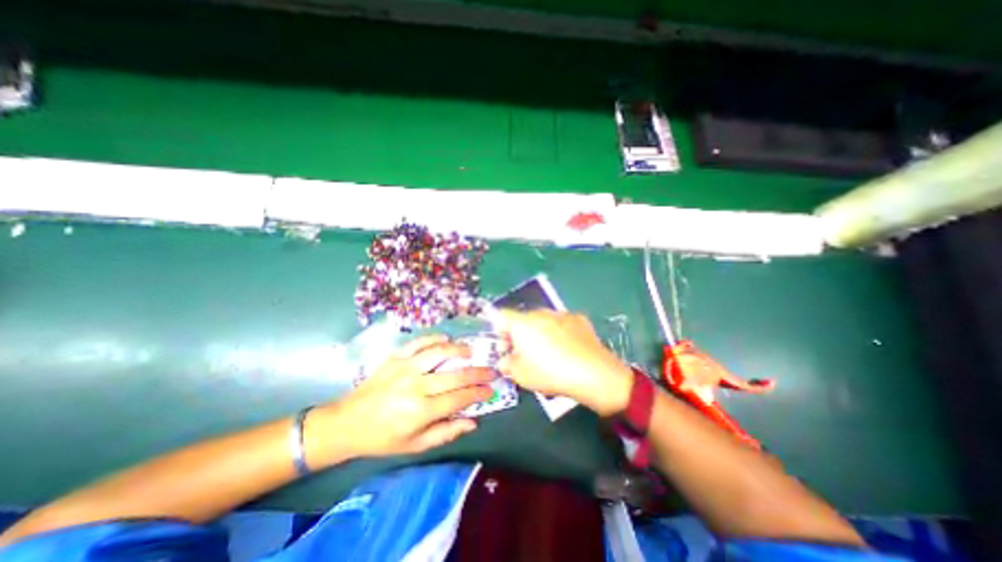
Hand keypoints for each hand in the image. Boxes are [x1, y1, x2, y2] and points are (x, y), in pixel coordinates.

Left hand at [306, 336, 491, 461]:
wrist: (347, 423)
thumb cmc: (383, 438)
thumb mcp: (415, 445)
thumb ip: (446, 432)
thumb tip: (473, 421)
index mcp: (421, 411)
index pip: (459, 398)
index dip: (478, 393)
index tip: (491, 390)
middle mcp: (416, 386)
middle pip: (455, 375)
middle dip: (477, 373)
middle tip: (491, 370)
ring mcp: (405, 368)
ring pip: (439, 353)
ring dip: (459, 350)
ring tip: (471, 351)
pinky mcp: (395, 358)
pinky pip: (419, 342)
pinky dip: (434, 338)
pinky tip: (445, 339)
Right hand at [494, 309, 633, 414]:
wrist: (594, 374)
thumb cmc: (551, 374)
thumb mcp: (521, 376)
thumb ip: (507, 365)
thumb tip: (505, 360)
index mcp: (523, 323)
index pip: (501, 315)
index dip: (498, 329)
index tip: (504, 347)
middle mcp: (541, 313)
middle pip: (522, 319)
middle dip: (519, 334)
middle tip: (523, 354)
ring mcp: (562, 314)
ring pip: (542, 320)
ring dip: (539, 332)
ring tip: (548, 353)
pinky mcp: (579, 319)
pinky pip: (561, 323)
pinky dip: (558, 332)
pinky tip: (567, 349)